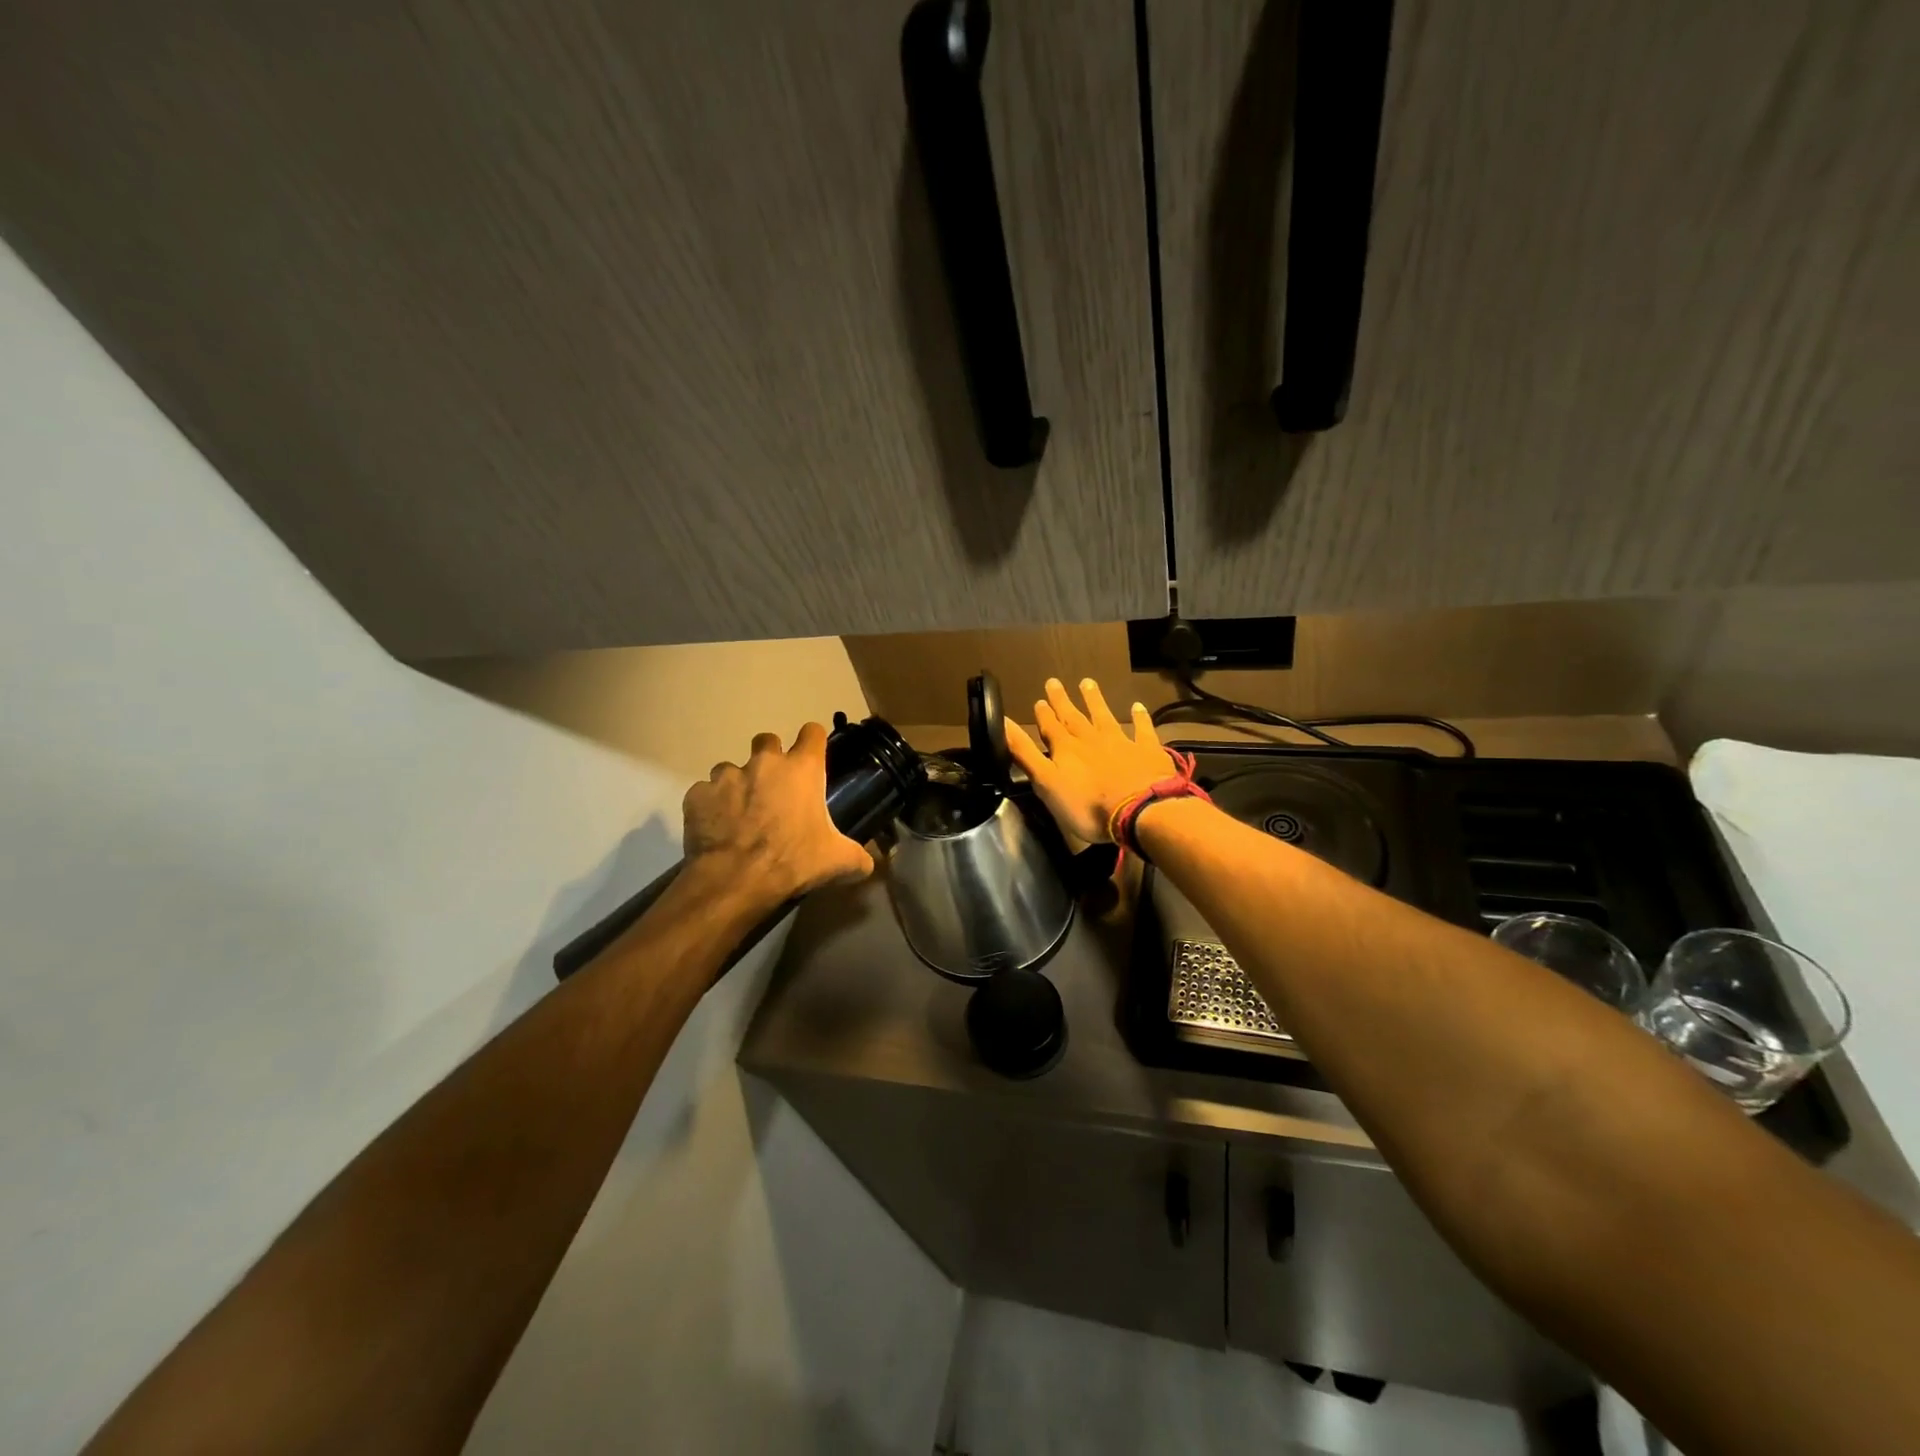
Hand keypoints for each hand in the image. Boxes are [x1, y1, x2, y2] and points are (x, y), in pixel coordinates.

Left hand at [682, 722, 872, 906]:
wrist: (735, 880)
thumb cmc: (794, 861)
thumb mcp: (838, 862)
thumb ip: (859, 857)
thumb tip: (871, 863)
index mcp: (802, 769)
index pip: (812, 732)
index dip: (813, 742)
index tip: (812, 757)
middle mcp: (764, 762)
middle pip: (767, 740)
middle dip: (770, 758)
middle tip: (774, 788)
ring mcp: (727, 776)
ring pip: (731, 768)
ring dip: (737, 784)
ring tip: (741, 813)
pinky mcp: (698, 795)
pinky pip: (705, 794)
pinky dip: (711, 807)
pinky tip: (717, 829)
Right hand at [1004, 677, 1173, 843]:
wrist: (1140, 812)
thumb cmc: (1087, 806)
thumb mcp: (1046, 783)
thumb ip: (1024, 753)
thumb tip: (1002, 722)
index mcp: (1066, 750)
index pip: (1050, 727)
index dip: (1043, 714)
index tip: (1039, 700)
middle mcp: (1091, 740)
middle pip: (1074, 717)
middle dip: (1062, 700)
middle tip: (1054, 682)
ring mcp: (1121, 743)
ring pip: (1104, 716)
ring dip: (1095, 700)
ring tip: (1088, 683)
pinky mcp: (1147, 752)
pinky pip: (1142, 730)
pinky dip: (1139, 718)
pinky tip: (1137, 707)